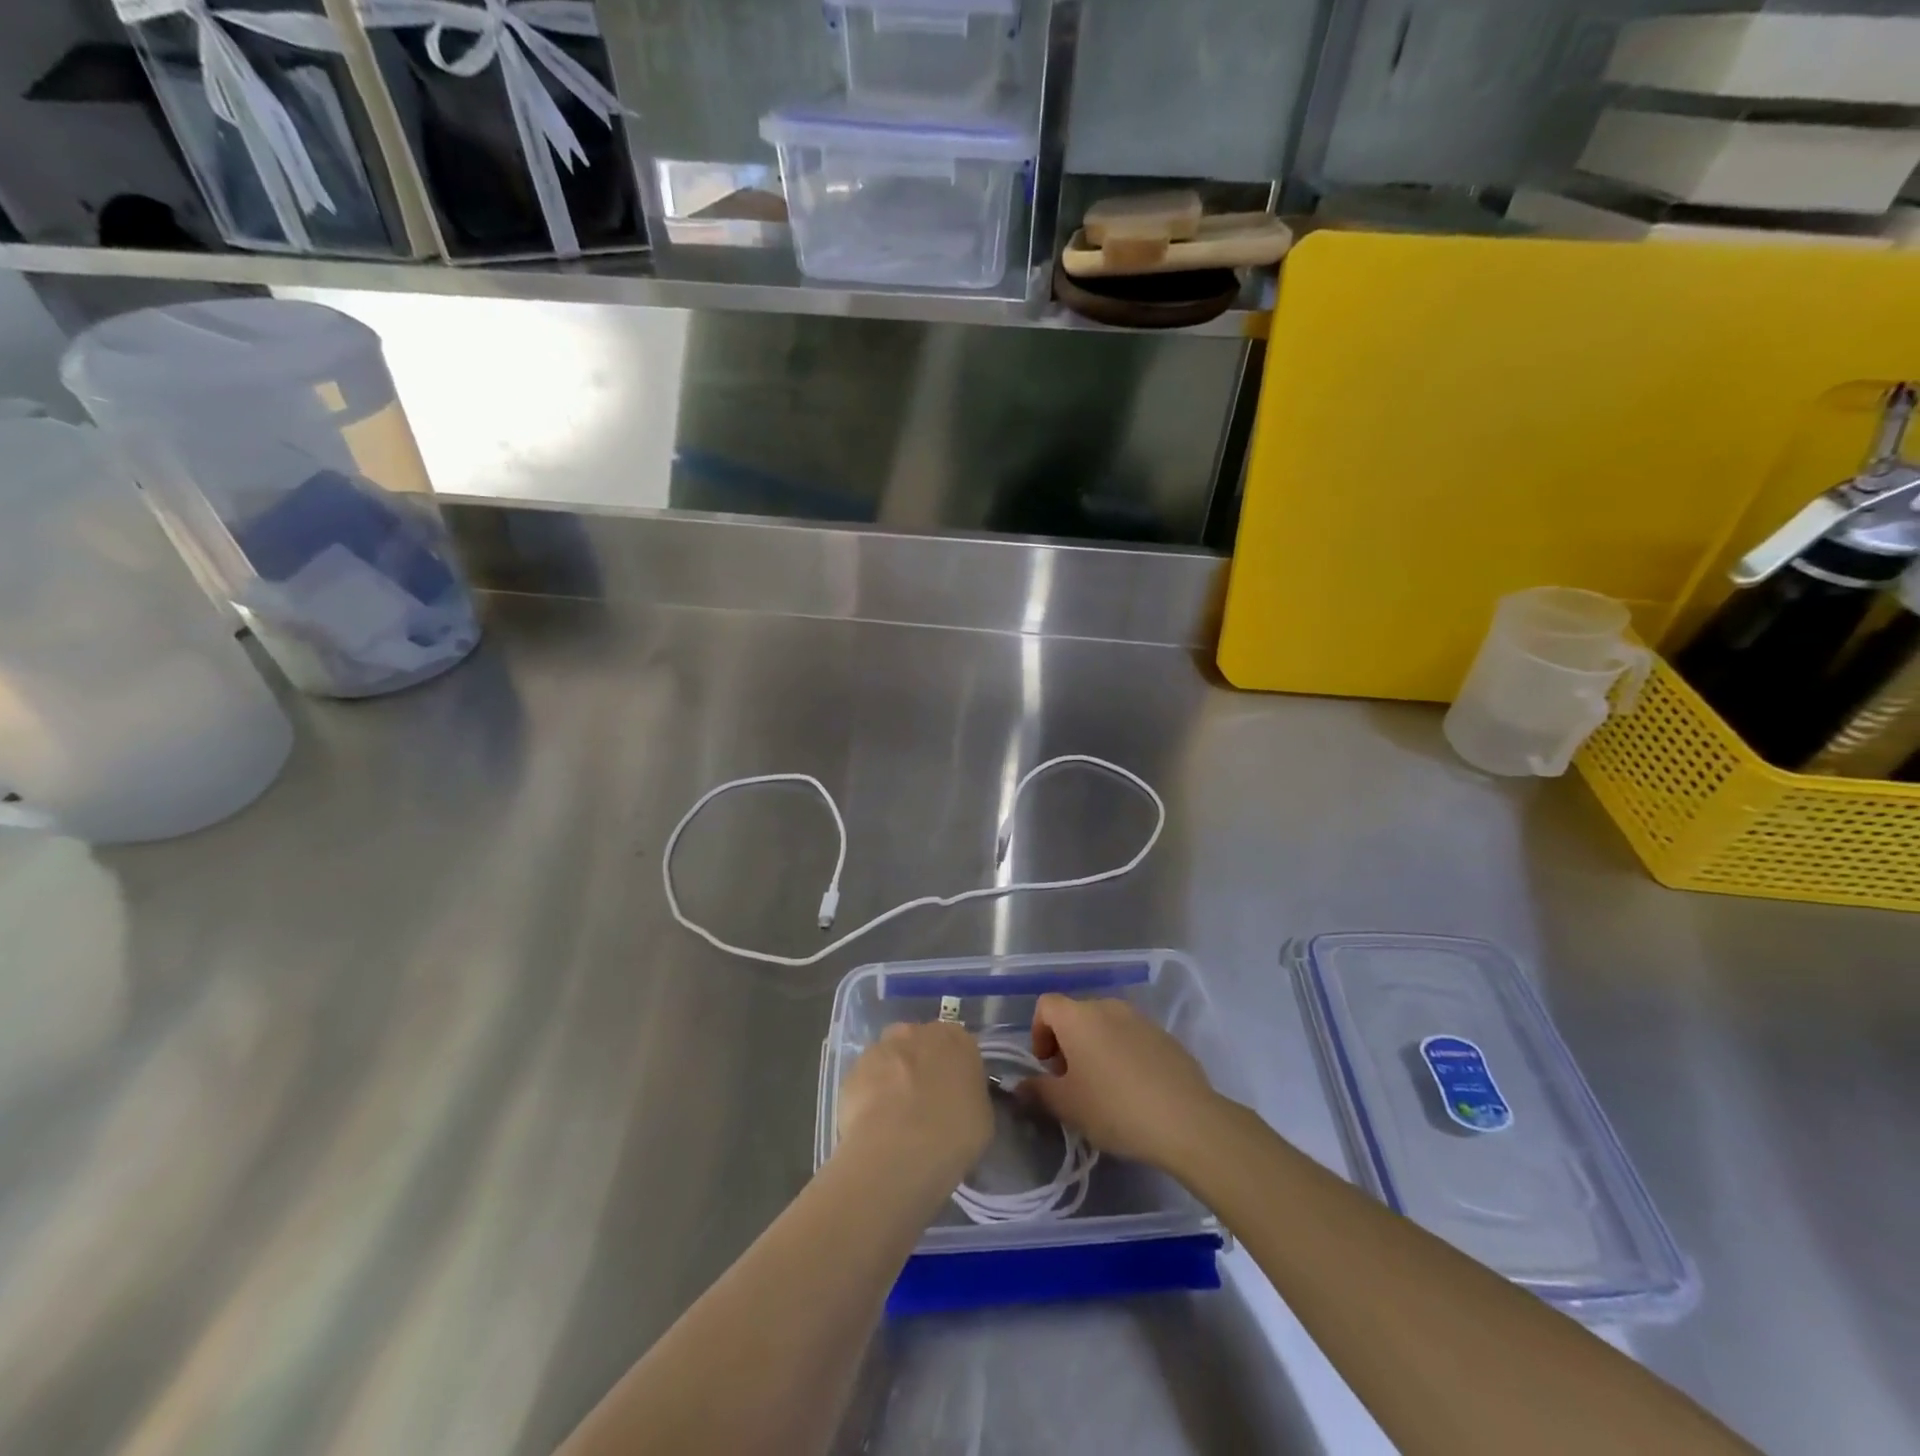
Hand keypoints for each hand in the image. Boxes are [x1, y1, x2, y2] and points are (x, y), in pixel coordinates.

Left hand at [836, 1022, 992, 1192]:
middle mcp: (917, 1032)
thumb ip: (970, 1095)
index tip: (954, 1094)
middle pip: (920, 1043)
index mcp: (956, 1039)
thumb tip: (959, 1098)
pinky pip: (866, 1079)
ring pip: (890, 1058)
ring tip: (894, 1117)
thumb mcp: (982, 1118)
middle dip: (921, 1065)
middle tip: (924, 1102)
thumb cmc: (952, 1135)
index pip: (958, 1044)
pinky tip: (873, 1124)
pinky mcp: (852, 1070)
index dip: (954, 1069)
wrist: (897, 1152)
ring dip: (893, 1077)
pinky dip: (869, 1095)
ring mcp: (881, 1048)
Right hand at [1021, 993, 1221, 1170]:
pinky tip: (1134, 1090)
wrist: (1185, 1119)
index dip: (1039, 1032)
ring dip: (1096, 1048)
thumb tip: (1020, 1086)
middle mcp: (1108, 1006)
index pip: (1046, 1005)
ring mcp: (1140, 1018)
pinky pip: (1132, 1038)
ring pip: (1106, 1026)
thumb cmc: (1114, 1107)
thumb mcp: (1066, 1106)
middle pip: (1076, 1015)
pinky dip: (1124, 1054)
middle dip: (1067, 1043)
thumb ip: (1038, 1091)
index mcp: (1078, 1017)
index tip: (1047, 1067)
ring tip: (1104, 1088)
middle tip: (1072, 1082)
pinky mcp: (1165, 1036)